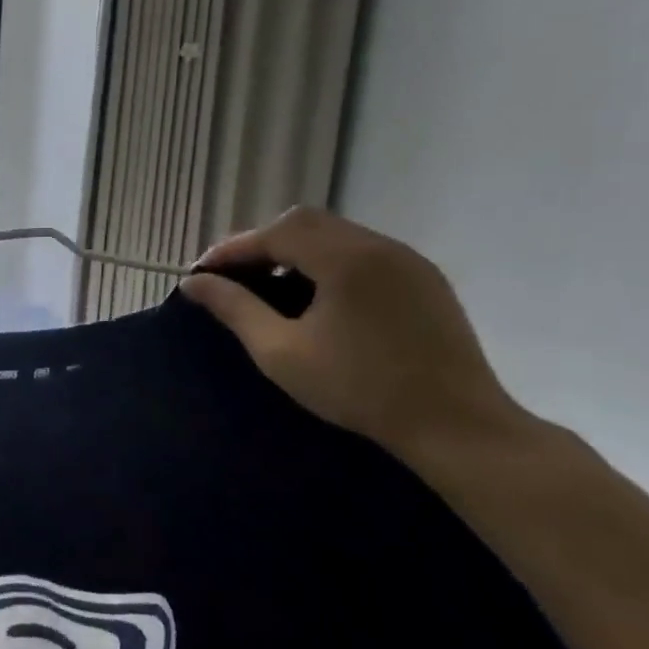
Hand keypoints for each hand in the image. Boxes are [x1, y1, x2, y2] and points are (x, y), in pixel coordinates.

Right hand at [181, 208, 528, 458]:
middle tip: (234, 276)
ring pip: (336, 234)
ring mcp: (408, 260)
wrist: (455, 425)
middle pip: (306, 223)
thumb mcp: (281, 352)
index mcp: (346, 259)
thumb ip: (235, 309)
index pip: (275, 233)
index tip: (202, 272)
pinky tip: (316, 294)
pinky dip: (327, 260)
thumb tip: (193, 283)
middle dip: (262, 243)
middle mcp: (379, 246)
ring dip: (295, 249)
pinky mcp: (424, 279)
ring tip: (269, 283)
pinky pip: (363, 251)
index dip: (233, 248)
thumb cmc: (359, 389)